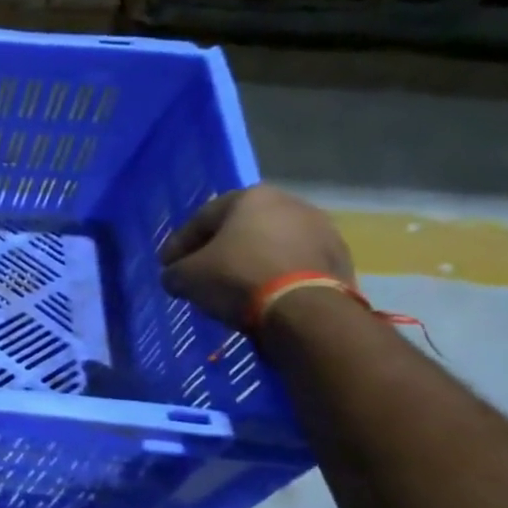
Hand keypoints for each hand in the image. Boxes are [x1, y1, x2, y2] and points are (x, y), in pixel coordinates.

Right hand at [159, 185, 352, 330]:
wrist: (305, 310)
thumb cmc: (237, 278)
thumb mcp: (187, 277)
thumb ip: (174, 272)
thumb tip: (175, 277)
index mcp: (251, 197)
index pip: (201, 219)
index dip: (179, 245)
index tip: (167, 267)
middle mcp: (289, 203)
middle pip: (240, 228)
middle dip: (218, 250)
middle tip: (200, 274)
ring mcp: (321, 229)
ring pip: (271, 245)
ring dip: (250, 262)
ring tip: (233, 288)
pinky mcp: (340, 258)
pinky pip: (295, 264)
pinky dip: (276, 275)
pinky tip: (263, 296)